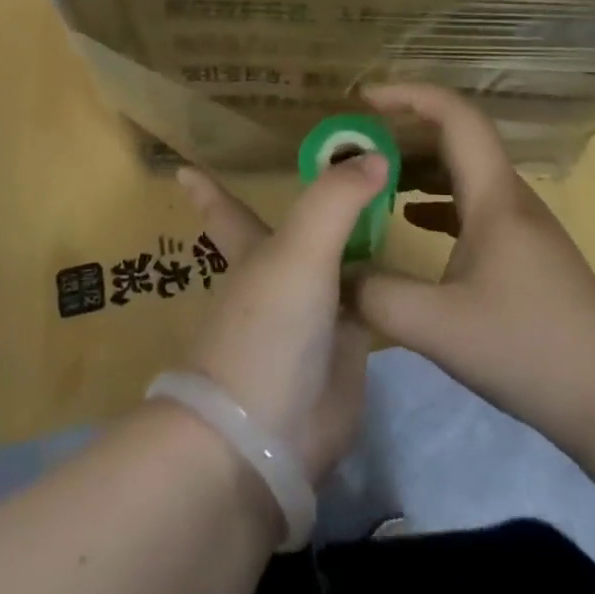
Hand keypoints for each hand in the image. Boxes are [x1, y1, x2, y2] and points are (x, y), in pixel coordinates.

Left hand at [175, 157, 379, 484]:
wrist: (266, 440)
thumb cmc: (267, 330)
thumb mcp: (300, 249)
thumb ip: (336, 198)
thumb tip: (377, 154)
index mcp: (255, 251)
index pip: (228, 209)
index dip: (209, 188)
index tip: (184, 169)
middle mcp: (285, 278)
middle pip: (303, 231)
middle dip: (321, 205)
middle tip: (351, 168)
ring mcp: (316, 316)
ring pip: (341, 265)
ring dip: (359, 241)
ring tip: (392, 204)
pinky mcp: (346, 352)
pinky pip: (371, 305)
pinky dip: (386, 284)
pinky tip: (410, 265)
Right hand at [350, 85, 594, 453]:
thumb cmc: (531, 347)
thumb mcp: (440, 327)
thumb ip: (378, 296)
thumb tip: (334, 274)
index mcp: (493, 194)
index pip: (454, 114)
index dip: (408, 94)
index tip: (363, 99)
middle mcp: (507, 196)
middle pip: (455, 138)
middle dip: (403, 130)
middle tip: (354, 143)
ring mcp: (519, 225)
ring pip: (463, 173)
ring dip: (418, 166)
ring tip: (371, 178)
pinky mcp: (523, 253)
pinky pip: (470, 205)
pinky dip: (434, 201)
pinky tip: (409, 221)